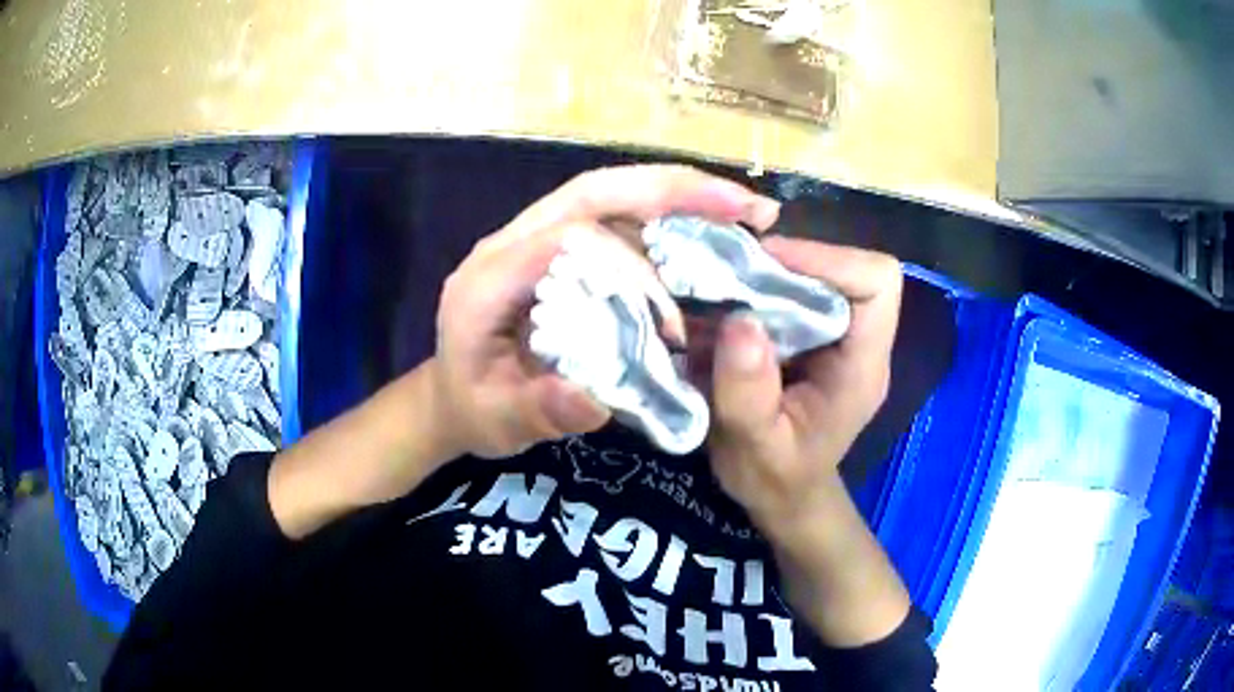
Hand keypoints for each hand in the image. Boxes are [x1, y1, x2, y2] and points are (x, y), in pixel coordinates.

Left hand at [431, 165, 781, 458]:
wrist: (452, 393)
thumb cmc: (472, 406)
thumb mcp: (495, 421)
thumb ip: (536, 411)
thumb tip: (593, 402)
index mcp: (489, 277)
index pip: (567, 238)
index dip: (628, 266)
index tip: (670, 322)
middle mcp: (511, 240)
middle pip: (594, 190)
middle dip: (672, 190)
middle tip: (744, 206)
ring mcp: (535, 236)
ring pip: (609, 192)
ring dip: (678, 193)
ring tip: (742, 208)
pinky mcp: (558, 246)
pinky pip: (615, 216)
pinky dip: (667, 216)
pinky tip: (710, 227)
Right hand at [707, 237, 902, 530]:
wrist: (781, 494)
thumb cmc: (775, 479)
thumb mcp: (754, 449)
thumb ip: (748, 395)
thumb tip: (739, 321)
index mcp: (862, 366)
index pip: (877, 281)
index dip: (828, 259)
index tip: (766, 265)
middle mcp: (857, 341)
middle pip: (842, 268)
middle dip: (786, 262)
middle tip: (728, 274)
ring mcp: (836, 337)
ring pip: (814, 275)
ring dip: (766, 273)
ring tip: (719, 287)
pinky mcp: (811, 337)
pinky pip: (792, 293)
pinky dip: (757, 290)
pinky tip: (723, 308)